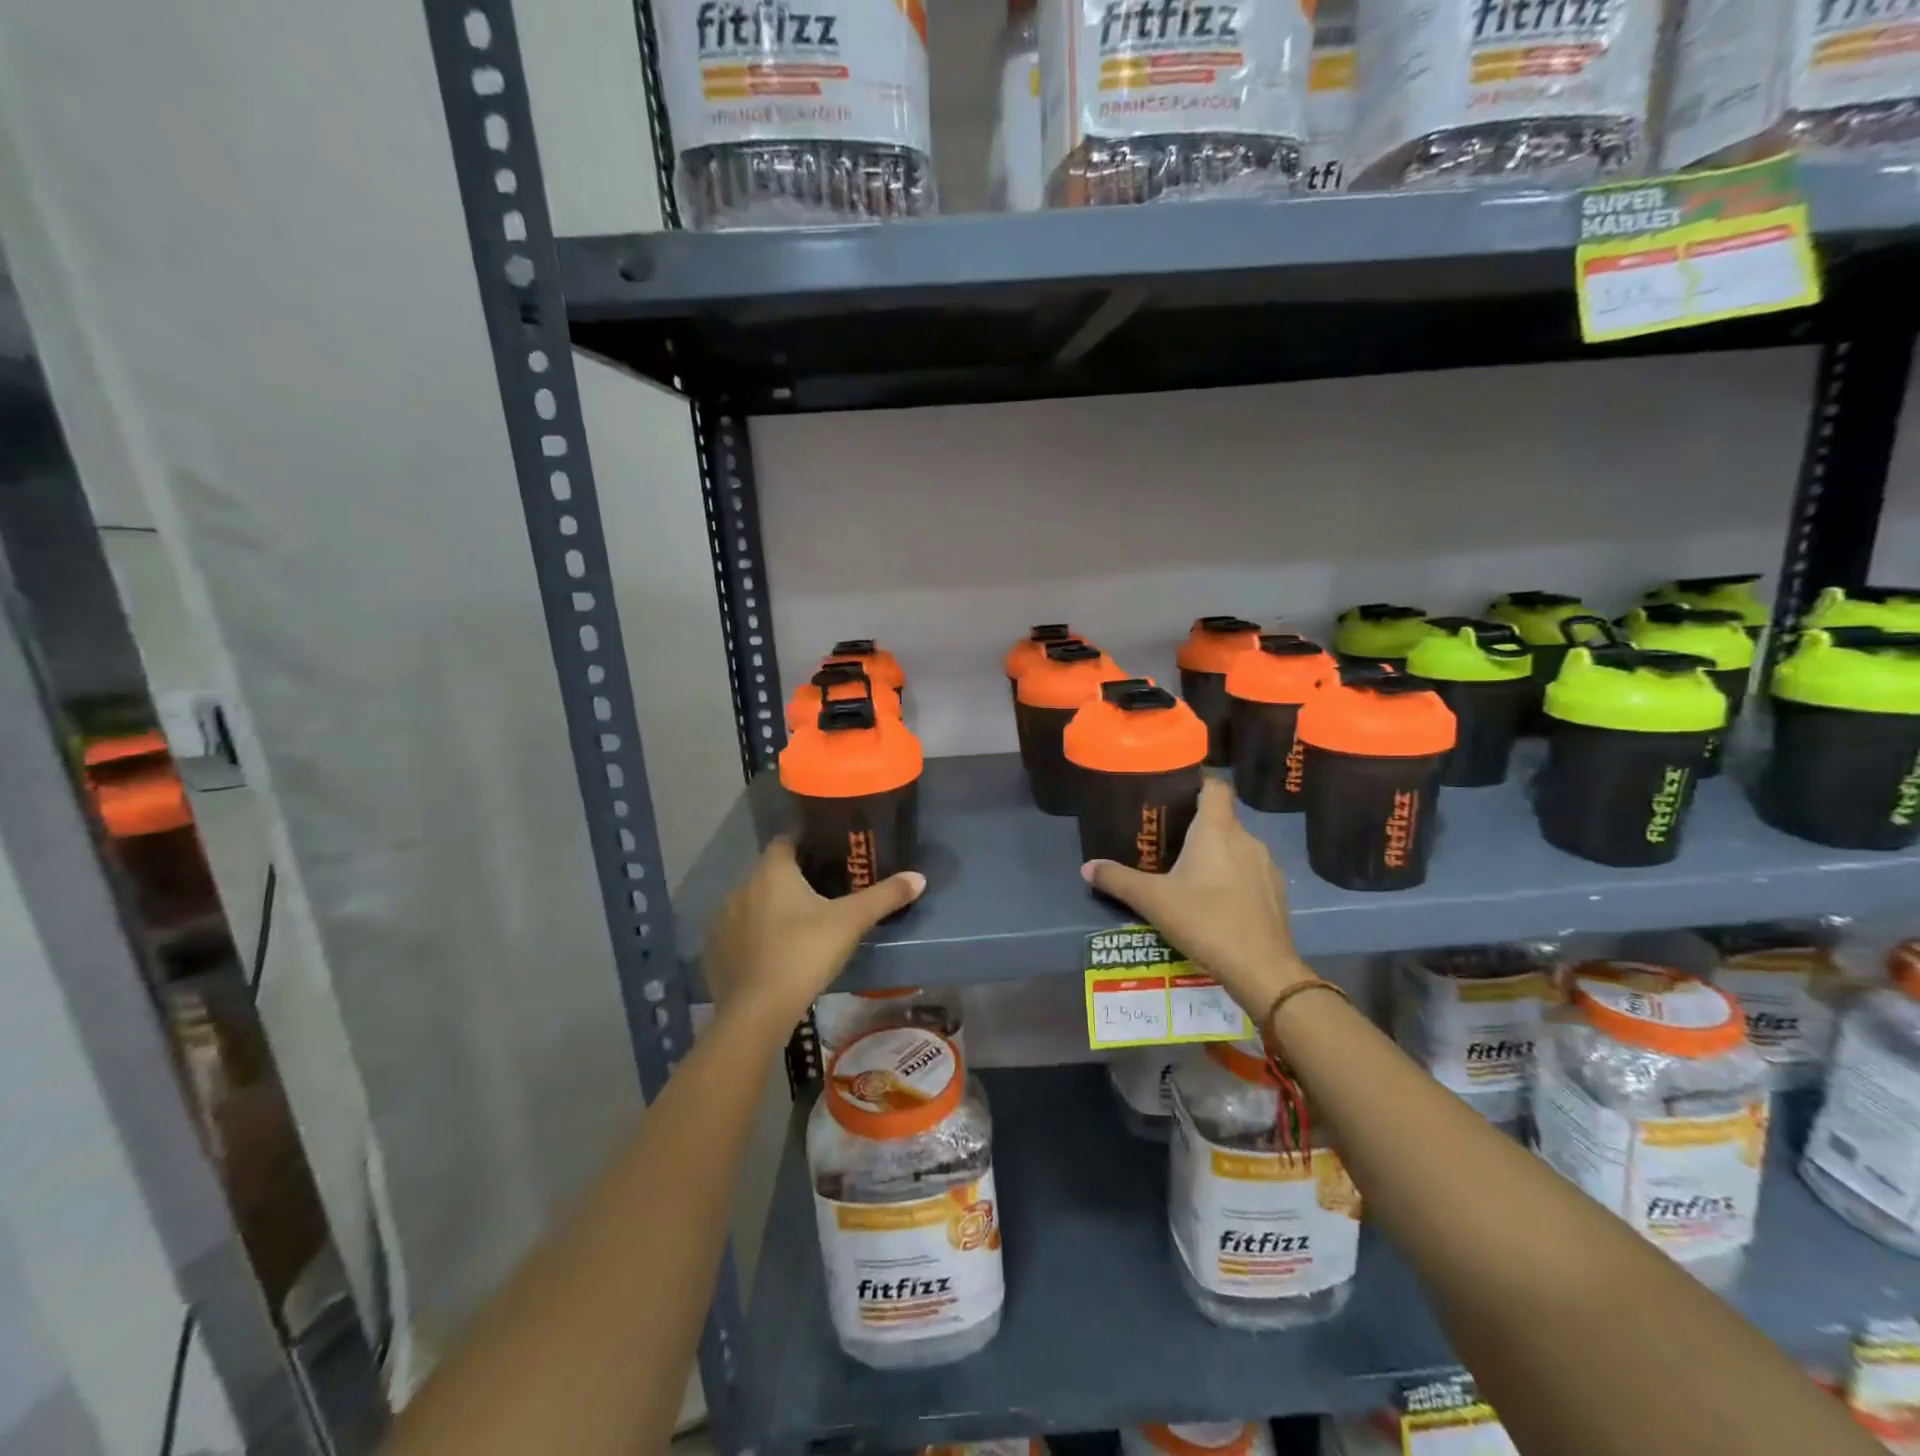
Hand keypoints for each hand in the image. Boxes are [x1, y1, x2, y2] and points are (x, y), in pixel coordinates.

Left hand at [704, 838, 924, 1026]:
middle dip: (790, 880)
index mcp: (772, 872)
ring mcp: (722, 920)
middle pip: (769, 873)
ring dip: (768, 909)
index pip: (785, 842)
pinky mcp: (713, 951)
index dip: (805, 845)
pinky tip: (771, 955)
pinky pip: (736, 933)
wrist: (757, 1011)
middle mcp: (741, 887)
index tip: (826, 857)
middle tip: (820, 895)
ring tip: (796, 927)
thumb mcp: (851, 922)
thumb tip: (919, 877)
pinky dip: (752, 937)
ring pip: (751, 903)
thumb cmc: (805, 953)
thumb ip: (884, 897)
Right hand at [1082, 778, 1309, 1014]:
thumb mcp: (1153, 901)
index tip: (1176, 790)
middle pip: (1222, 818)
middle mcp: (1246, 839)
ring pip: (1237, 847)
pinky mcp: (1277, 893)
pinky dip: (1233, 877)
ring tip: (1190, 873)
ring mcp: (1266, 866)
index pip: (1215, 786)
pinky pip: (1250, 872)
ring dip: (1216, 853)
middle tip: (1168, 839)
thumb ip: (1118, 880)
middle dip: (1197, 825)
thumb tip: (1087, 866)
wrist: (1262, 969)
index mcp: (1216, 830)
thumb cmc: (1205, 921)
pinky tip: (1216, 901)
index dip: (1198, 782)